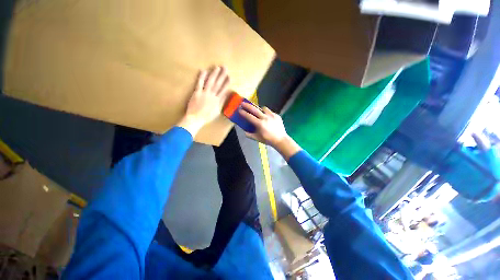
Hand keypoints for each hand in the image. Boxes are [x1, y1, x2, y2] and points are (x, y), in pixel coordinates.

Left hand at [178, 66, 230, 135]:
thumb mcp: (217, 112)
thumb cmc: (207, 117)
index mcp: (217, 101)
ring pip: (210, 82)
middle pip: (218, 84)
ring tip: (217, 67)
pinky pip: (199, 84)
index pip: (223, 90)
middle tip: (225, 68)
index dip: (227, 83)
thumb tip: (225, 96)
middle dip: (222, 76)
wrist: (196, 119)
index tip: (230, 76)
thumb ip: (221, 103)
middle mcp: (212, 96)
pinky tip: (204, 70)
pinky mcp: (197, 93)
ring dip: (214, 74)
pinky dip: (201, 77)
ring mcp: (204, 93)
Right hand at [239, 102, 300, 159]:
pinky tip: (265, 116)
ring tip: (257, 111)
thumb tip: (244, 131)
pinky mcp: (277, 115)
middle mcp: (265, 118)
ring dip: (258, 108)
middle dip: (248, 105)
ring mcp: (272, 116)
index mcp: (260, 124)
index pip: (249, 116)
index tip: (239, 110)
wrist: (280, 139)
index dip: (243, 113)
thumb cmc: (268, 139)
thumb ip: (249, 135)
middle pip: (255, 109)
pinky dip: (266, 113)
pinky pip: (269, 111)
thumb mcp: (257, 138)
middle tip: (243, 103)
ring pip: (263, 108)